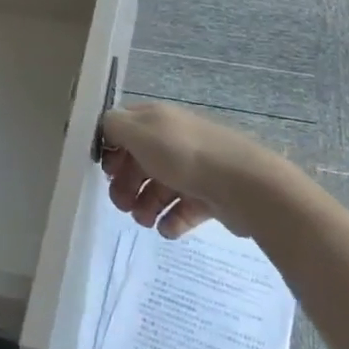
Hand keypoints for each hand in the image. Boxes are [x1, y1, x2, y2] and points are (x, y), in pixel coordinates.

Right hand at [99, 101, 294, 239]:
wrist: (243, 184)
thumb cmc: (183, 154)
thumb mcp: (138, 132)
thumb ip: (113, 126)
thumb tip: (105, 129)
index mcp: (157, 120)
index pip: (125, 129)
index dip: (112, 149)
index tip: (107, 171)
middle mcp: (174, 139)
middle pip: (140, 161)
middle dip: (126, 184)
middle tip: (122, 205)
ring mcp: (194, 168)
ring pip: (160, 187)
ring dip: (146, 206)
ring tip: (145, 221)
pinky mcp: (210, 195)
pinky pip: (183, 208)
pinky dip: (172, 220)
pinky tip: (167, 229)